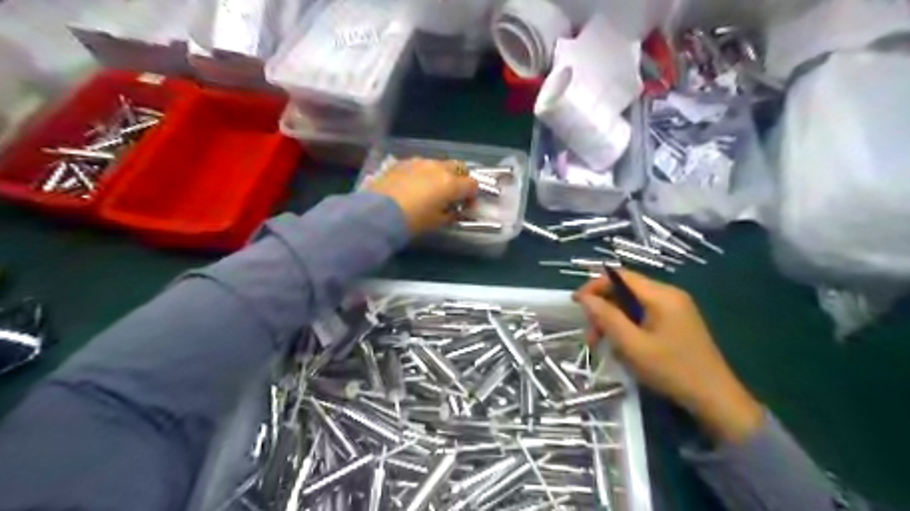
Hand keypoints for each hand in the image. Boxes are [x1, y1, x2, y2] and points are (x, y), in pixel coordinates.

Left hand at [365, 158, 479, 235]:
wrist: (378, 212)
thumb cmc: (412, 220)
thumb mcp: (436, 222)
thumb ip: (451, 214)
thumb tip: (455, 211)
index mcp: (451, 183)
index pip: (472, 184)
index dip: (472, 196)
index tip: (465, 207)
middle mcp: (438, 167)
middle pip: (459, 167)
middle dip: (460, 179)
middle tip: (453, 194)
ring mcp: (419, 162)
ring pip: (438, 164)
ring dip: (441, 174)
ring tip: (431, 189)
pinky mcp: (402, 162)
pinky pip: (420, 165)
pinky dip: (423, 173)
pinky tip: (414, 186)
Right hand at [575, 271, 762, 442]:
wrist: (715, 399)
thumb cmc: (671, 370)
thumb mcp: (632, 345)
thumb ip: (607, 317)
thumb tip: (584, 298)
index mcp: (661, 295)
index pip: (620, 276)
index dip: (594, 286)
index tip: (576, 303)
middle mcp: (669, 295)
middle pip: (625, 290)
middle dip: (603, 309)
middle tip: (590, 335)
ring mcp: (675, 308)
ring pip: (632, 304)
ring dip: (613, 320)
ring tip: (601, 345)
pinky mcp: (676, 322)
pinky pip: (644, 315)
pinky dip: (627, 326)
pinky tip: (621, 346)